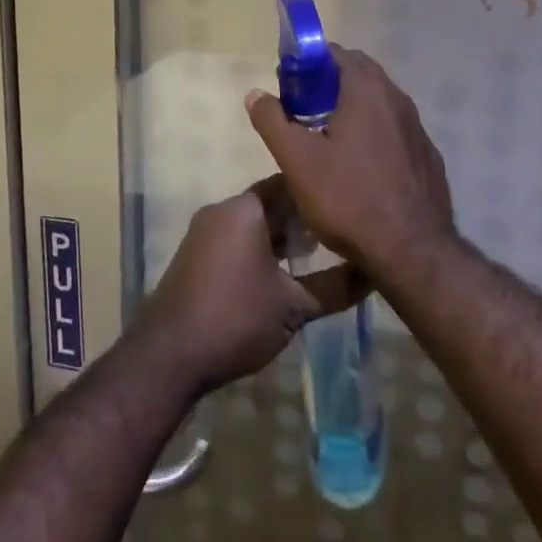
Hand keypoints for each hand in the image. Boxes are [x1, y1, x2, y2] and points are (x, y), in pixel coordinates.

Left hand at [138, 178, 367, 396]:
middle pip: (272, 203)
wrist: (167, 358)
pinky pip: (237, 240)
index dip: (321, 194)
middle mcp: (222, 210)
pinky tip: (283, 275)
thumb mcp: (294, 306)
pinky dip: (262, 250)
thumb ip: (336, 287)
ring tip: (319, 256)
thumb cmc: (235, 319)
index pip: (290, 184)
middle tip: (341, 234)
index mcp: (245, 208)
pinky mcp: (196, 257)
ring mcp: (205, 233)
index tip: (349, 206)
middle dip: (304, 218)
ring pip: (255, 224)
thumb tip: (374, 274)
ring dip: (283, 237)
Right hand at [245, 46, 454, 284]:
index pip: (336, 53)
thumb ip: (273, 122)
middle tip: (301, 112)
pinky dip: (374, 135)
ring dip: (352, 110)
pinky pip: (395, 132)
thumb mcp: (297, 161)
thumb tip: (255, 94)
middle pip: (360, 75)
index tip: (288, 86)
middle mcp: (398, 100)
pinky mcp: (427, 157)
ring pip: (379, 104)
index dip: (308, 63)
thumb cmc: (349, 199)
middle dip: (328, 85)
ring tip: (326, 140)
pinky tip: (360, 167)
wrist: (413, 252)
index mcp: (368, 90)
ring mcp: (417, 129)